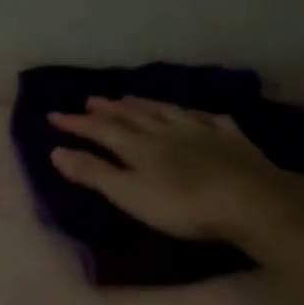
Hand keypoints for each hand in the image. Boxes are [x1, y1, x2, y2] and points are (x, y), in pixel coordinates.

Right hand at [47, 96, 294, 241]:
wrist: (249, 200)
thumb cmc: (182, 206)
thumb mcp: (129, 194)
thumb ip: (94, 173)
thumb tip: (56, 150)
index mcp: (139, 146)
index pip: (101, 129)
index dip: (77, 122)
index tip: (53, 115)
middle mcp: (166, 131)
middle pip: (132, 116)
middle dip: (108, 109)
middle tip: (91, 99)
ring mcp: (201, 131)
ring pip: (166, 111)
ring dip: (144, 105)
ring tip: (129, 98)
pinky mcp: (230, 139)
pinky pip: (206, 118)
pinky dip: (192, 113)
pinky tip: (193, 113)